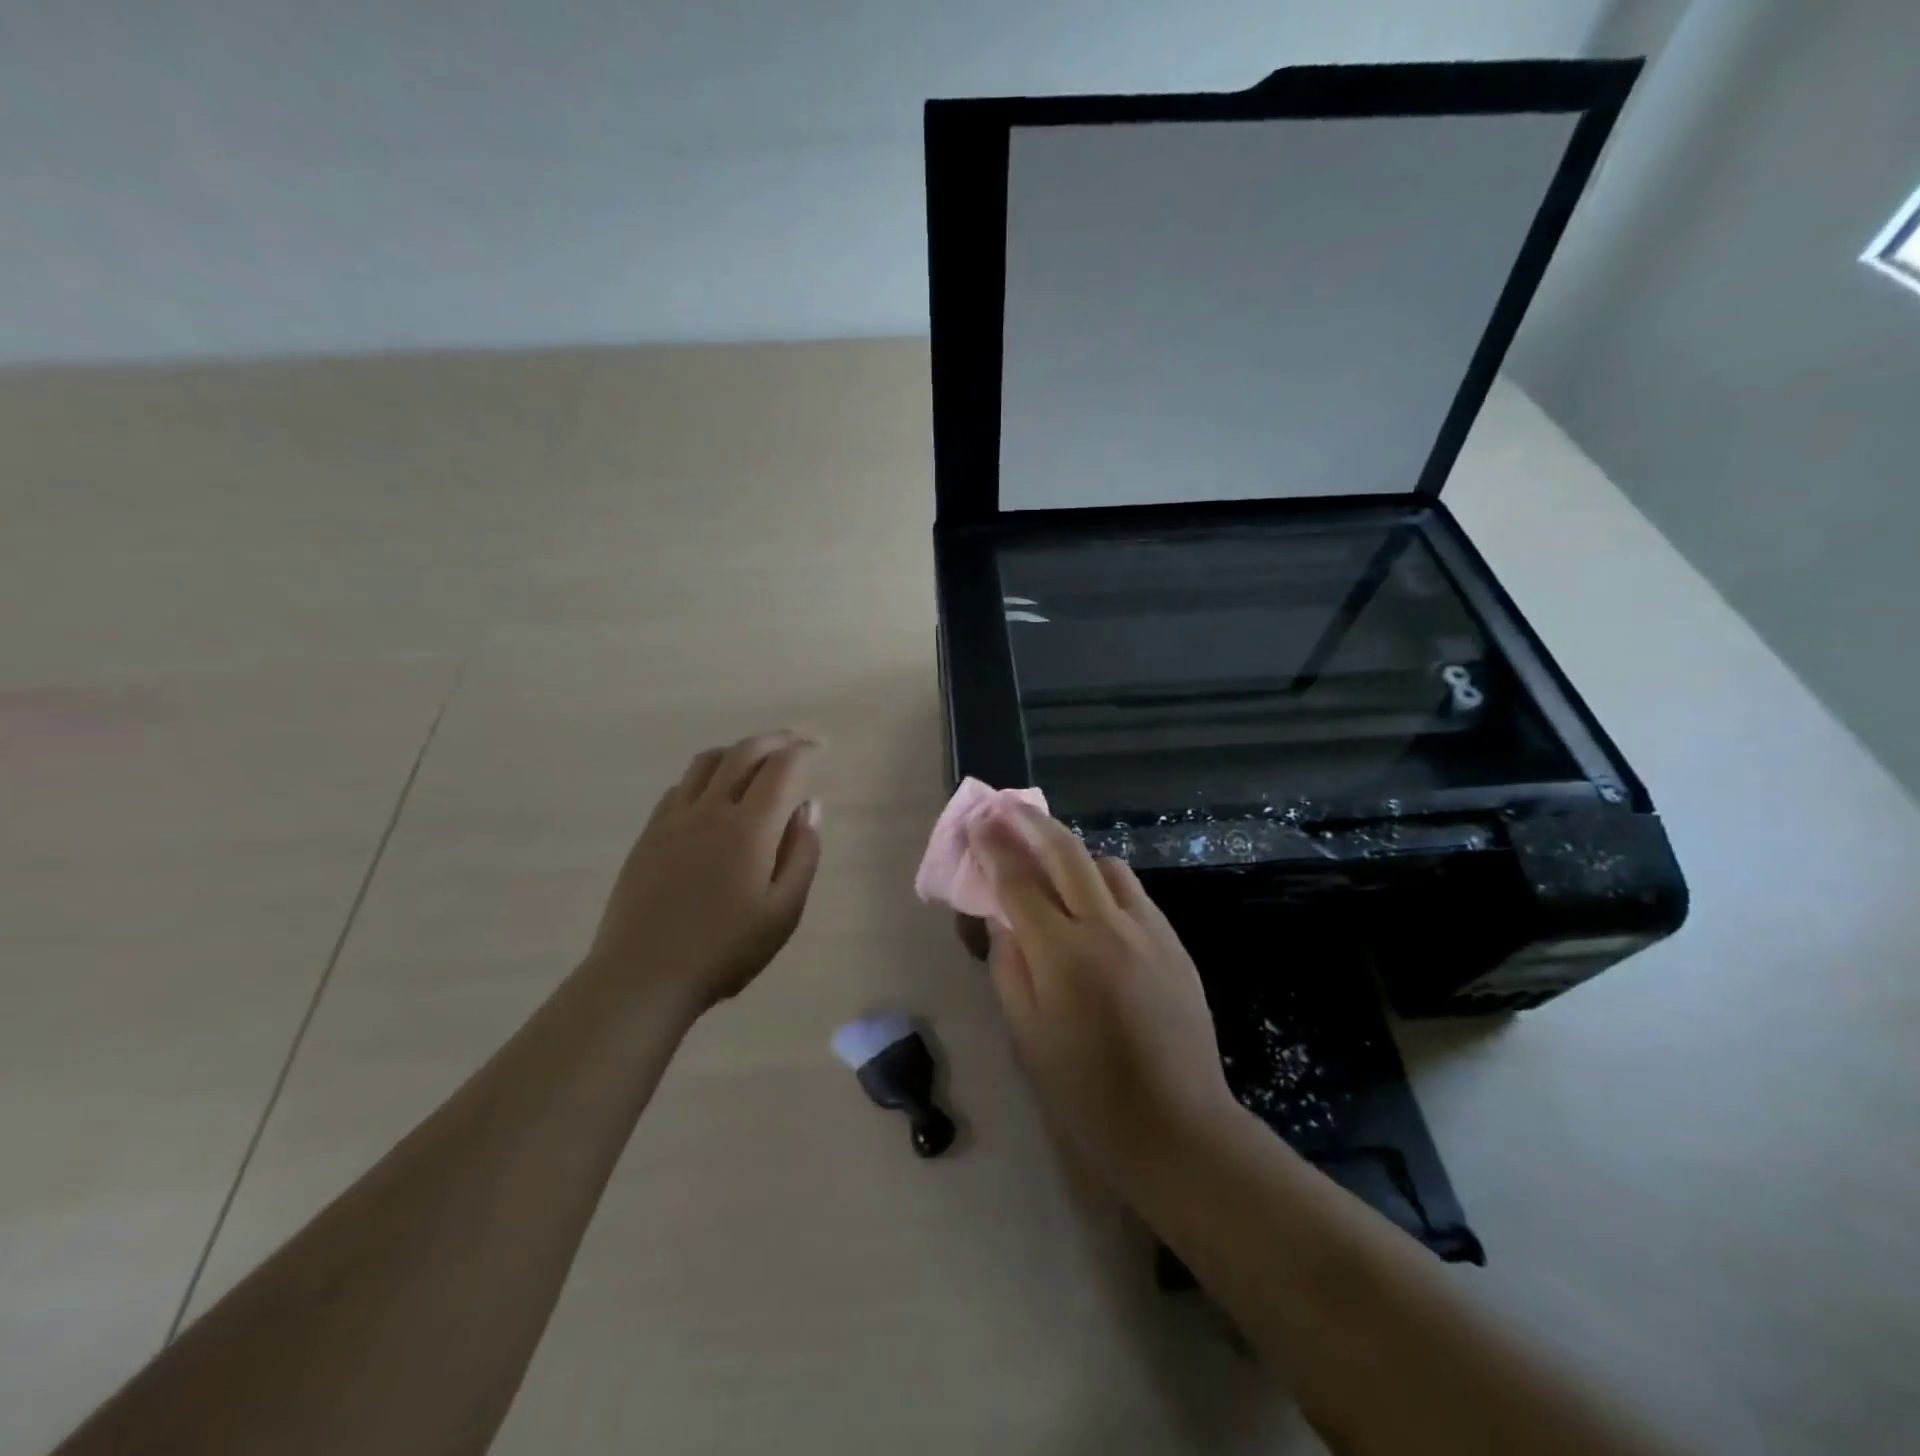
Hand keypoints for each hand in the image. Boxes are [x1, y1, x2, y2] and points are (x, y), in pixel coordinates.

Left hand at [586, 731, 823, 1017]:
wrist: (643, 976)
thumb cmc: (725, 950)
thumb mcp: (783, 913)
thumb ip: (802, 854)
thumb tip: (810, 806)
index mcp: (750, 827)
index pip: (782, 768)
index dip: (804, 750)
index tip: (820, 747)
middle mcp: (711, 809)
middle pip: (744, 752)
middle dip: (774, 739)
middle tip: (795, 741)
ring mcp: (674, 819)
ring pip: (707, 762)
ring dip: (737, 750)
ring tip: (756, 760)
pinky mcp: (650, 834)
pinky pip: (681, 786)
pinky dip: (706, 775)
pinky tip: (713, 795)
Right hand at [968, 801, 1237, 1194]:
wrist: (1178, 1126)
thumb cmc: (1087, 1093)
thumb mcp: (1027, 1037)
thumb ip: (1009, 968)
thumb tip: (1002, 920)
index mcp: (1063, 956)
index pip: (1019, 883)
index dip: (994, 848)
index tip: (978, 821)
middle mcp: (1107, 928)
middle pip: (1066, 854)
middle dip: (1032, 824)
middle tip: (1007, 807)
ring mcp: (1148, 931)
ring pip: (1107, 866)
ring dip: (1073, 853)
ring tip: (1052, 861)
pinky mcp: (1174, 942)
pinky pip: (1133, 894)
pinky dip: (1104, 883)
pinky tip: (1094, 903)